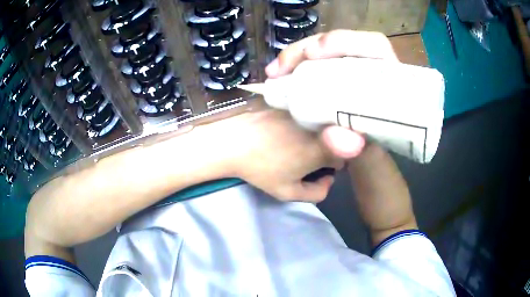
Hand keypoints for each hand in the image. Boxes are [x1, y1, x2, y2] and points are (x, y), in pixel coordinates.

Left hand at [206, 109, 342, 201]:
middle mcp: (318, 126)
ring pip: (319, 125)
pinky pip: (304, 113)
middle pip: (333, 139)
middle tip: (304, 157)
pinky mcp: (290, 103)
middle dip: (325, 150)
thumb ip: (317, 193)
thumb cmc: (261, 170)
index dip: (331, 166)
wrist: (233, 144)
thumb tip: (329, 180)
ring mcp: (304, 111)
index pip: (342, 156)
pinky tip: (284, 129)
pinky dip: (301, 122)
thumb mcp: (288, 192)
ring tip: (293, 143)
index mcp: (321, 149)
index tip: (318, 168)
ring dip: (314, 134)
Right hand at [265, 30, 398, 157]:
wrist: (363, 153)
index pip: (374, 46)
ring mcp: (350, 66)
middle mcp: (371, 67)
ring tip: (274, 73)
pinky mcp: (334, 70)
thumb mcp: (370, 155)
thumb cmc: (373, 152)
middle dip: (309, 48)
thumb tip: (336, 138)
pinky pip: (313, 59)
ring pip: (324, 48)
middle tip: (283, 67)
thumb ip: (362, 152)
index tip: (313, 54)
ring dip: (295, 55)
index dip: (345, 42)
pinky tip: (278, 74)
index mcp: (389, 80)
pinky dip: (294, 64)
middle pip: (343, 42)